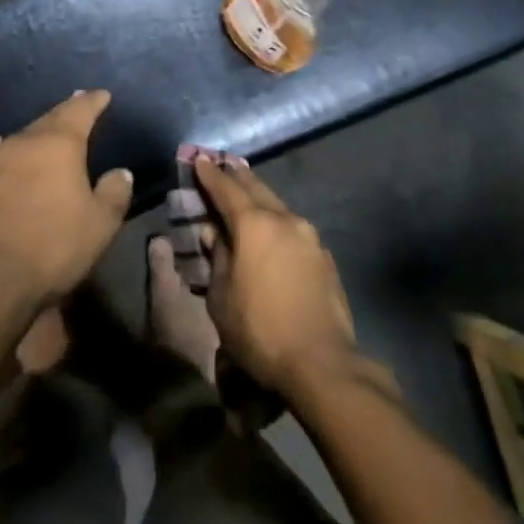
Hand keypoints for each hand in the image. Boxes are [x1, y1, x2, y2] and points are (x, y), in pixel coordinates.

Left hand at [0, 90, 131, 308]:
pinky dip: (4, 151)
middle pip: (48, 120)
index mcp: (59, 144)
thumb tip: (120, 173)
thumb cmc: (51, 247)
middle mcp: (23, 142)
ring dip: (35, 135)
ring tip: (44, 132)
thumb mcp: (99, 225)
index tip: (102, 95)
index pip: (79, 111)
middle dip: (65, 113)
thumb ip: (113, 193)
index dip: (92, 102)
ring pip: (19, 138)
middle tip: (77, 105)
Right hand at [196, 155, 357, 394]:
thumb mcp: (221, 297)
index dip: (210, 175)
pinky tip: (273, 235)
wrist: (322, 364)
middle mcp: (285, 220)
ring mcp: (310, 237)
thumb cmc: (259, 330)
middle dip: (238, 177)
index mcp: (254, 225)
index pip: (226, 189)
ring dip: (260, 199)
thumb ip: (217, 257)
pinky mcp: (324, 258)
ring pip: (279, 207)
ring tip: (247, 195)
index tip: (199, 160)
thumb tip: (215, 233)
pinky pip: (294, 230)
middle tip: (224, 166)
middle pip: (257, 189)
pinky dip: (278, 224)